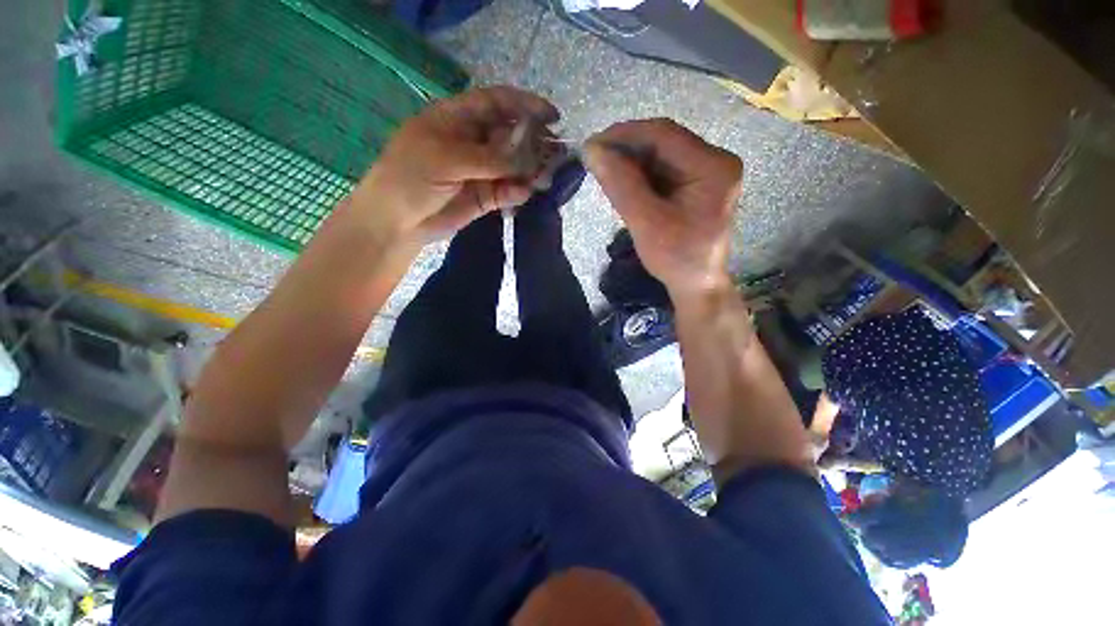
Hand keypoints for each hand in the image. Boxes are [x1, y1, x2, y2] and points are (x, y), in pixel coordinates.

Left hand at [348, 86, 558, 245]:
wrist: (398, 222)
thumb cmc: (412, 178)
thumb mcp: (448, 160)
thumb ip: (492, 159)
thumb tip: (532, 158)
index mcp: (458, 119)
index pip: (497, 103)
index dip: (526, 105)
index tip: (553, 117)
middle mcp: (474, 142)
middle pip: (512, 136)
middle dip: (534, 144)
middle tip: (555, 156)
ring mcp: (481, 171)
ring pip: (514, 166)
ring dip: (531, 171)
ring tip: (544, 179)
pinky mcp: (486, 197)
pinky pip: (509, 191)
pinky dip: (518, 192)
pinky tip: (522, 195)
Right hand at [585, 119, 741, 295]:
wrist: (696, 284)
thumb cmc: (675, 258)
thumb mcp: (646, 223)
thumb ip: (621, 185)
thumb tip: (592, 151)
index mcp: (712, 167)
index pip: (664, 134)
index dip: (624, 135)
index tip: (592, 145)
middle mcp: (714, 161)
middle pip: (664, 142)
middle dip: (626, 149)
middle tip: (595, 160)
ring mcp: (706, 172)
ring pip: (661, 154)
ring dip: (630, 162)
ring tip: (604, 172)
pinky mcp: (696, 184)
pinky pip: (663, 169)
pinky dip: (639, 174)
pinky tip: (622, 182)